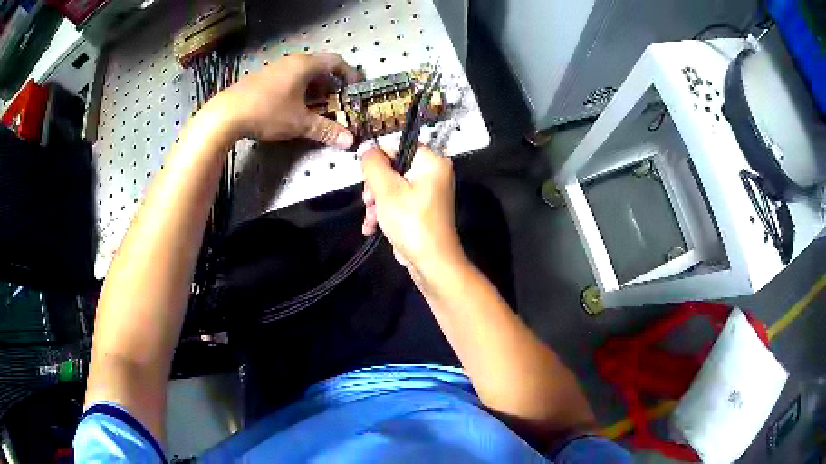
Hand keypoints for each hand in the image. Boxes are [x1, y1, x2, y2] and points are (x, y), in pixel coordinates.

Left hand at [220, 53, 361, 147]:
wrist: (226, 114)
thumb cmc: (268, 112)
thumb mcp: (299, 123)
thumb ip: (325, 129)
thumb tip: (350, 141)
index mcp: (305, 66)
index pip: (335, 62)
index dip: (349, 73)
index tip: (355, 87)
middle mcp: (291, 61)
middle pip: (319, 66)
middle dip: (330, 83)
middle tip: (336, 100)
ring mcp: (274, 68)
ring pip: (301, 73)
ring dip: (313, 87)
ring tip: (315, 105)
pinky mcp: (261, 78)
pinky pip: (287, 78)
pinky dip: (297, 89)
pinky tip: (291, 106)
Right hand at [361, 144, 465, 275]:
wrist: (431, 262)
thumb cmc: (410, 222)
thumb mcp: (386, 189)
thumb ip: (373, 164)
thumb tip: (366, 146)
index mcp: (432, 161)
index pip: (397, 145)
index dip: (378, 160)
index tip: (366, 178)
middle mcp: (433, 173)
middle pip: (393, 167)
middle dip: (375, 186)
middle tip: (368, 201)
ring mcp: (427, 191)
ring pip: (392, 186)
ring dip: (376, 202)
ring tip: (371, 219)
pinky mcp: (421, 208)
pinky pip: (398, 201)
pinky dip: (384, 212)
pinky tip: (372, 227)